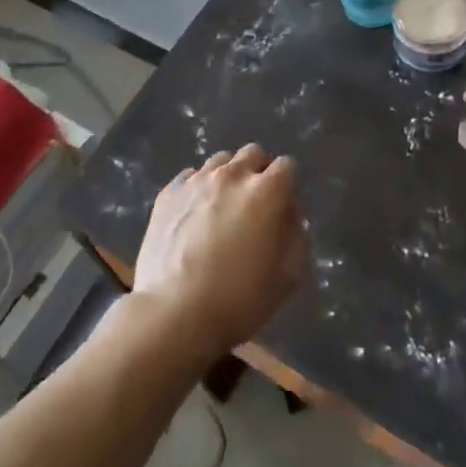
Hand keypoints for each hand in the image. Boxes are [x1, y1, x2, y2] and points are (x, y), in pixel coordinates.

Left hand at [132, 143, 307, 358]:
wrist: (174, 312)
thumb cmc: (238, 299)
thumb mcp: (288, 276)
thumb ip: (296, 235)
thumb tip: (289, 214)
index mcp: (266, 191)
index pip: (286, 166)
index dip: (287, 186)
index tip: (282, 209)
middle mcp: (233, 175)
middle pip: (253, 154)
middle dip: (259, 172)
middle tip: (255, 204)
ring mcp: (197, 180)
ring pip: (221, 161)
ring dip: (229, 177)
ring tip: (222, 207)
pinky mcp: (168, 193)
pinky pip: (190, 176)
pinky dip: (198, 188)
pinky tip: (194, 214)